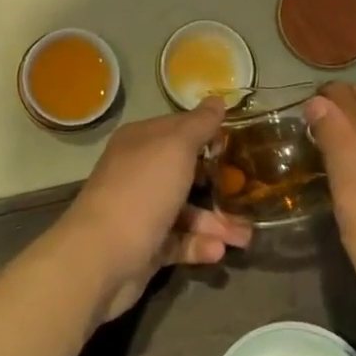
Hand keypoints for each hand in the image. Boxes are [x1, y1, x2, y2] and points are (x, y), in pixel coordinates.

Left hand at [56, 98, 253, 319]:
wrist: (102, 256)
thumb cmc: (142, 191)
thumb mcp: (175, 148)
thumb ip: (199, 125)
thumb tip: (217, 99)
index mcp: (140, 141)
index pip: (179, 129)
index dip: (209, 134)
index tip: (243, 144)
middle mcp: (138, 171)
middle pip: (186, 172)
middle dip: (220, 184)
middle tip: (253, 193)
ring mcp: (140, 210)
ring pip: (186, 211)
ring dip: (216, 223)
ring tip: (245, 237)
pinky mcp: (145, 245)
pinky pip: (178, 241)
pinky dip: (199, 245)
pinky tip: (218, 251)